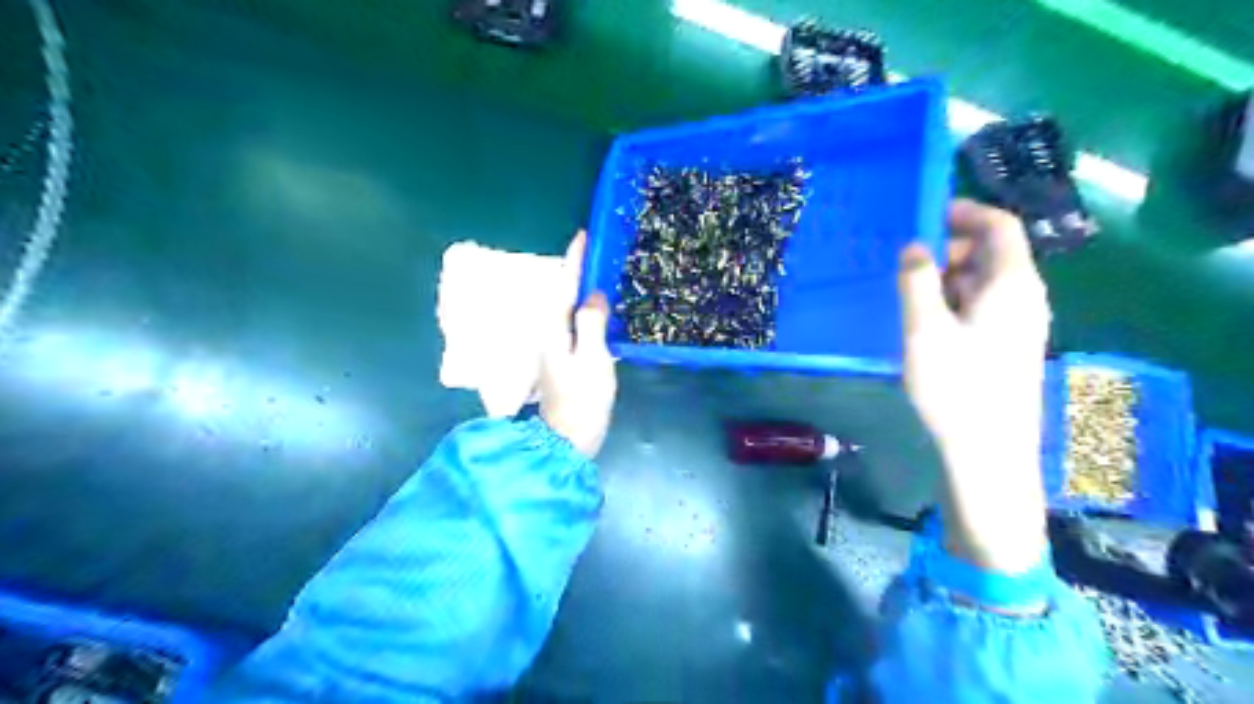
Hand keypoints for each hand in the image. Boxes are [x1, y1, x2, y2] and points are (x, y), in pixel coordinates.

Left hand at [540, 233, 616, 459]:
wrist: (568, 440)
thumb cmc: (582, 400)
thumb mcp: (593, 359)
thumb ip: (592, 323)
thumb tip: (594, 295)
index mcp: (555, 330)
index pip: (565, 286)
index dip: (575, 261)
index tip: (583, 236)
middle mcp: (550, 335)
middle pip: (564, 295)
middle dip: (578, 272)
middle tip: (599, 253)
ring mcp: (555, 349)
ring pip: (569, 310)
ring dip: (582, 291)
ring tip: (601, 275)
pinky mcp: (564, 361)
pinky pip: (575, 325)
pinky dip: (586, 312)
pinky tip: (598, 311)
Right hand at [902, 197, 1050, 571]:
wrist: (987, 451)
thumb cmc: (957, 387)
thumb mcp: (925, 329)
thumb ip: (918, 281)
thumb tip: (916, 246)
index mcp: (1011, 285)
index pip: (1000, 227)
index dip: (966, 213)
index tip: (926, 214)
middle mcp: (1023, 298)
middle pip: (991, 253)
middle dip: (949, 248)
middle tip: (906, 262)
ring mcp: (1017, 324)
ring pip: (982, 282)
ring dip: (946, 277)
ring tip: (907, 292)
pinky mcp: (1005, 345)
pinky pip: (980, 307)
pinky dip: (952, 301)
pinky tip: (924, 321)